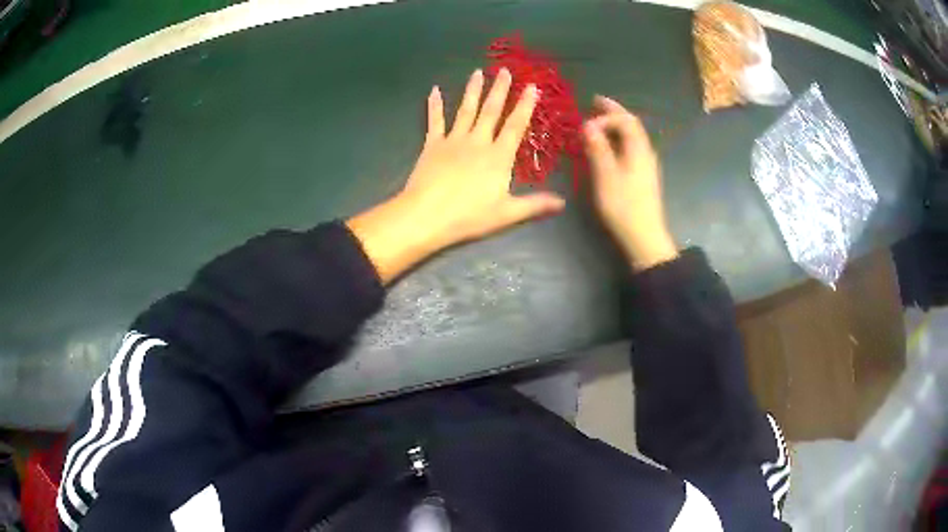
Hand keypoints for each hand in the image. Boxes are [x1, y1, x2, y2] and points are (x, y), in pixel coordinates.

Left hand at [348, 69, 565, 283]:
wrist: (427, 215)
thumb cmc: (469, 216)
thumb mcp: (507, 214)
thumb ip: (535, 204)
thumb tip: (563, 203)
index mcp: (499, 156)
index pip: (515, 125)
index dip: (525, 105)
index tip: (532, 87)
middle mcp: (478, 141)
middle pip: (491, 110)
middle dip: (500, 89)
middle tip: (505, 70)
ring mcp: (454, 140)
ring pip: (466, 110)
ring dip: (473, 90)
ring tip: (478, 72)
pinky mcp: (432, 144)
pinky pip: (435, 120)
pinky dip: (435, 105)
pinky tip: (435, 90)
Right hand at [583, 96, 677, 270]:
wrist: (645, 237)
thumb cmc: (624, 206)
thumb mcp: (606, 176)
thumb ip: (598, 149)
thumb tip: (588, 125)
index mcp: (638, 149)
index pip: (625, 120)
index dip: (606, 115)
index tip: (587, 122)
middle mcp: (645, 153)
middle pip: (632, 125)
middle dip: (614, 112)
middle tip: (596, 102)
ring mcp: (646, 165)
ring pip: (633, 136)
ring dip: (617, 125)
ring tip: (600, 121)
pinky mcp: (644, 177)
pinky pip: (631, 148)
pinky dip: (619, 139)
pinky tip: (610, 146)